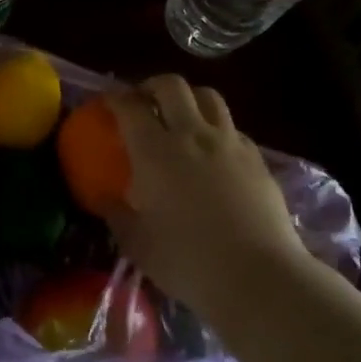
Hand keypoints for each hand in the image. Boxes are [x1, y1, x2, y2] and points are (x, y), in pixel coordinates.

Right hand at [99, 75, 307, 316]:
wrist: (257, 276)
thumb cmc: (186, 261)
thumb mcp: (137, 243)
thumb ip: (116, 214)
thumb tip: (103, 198)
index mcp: (155, 152)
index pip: (130, 107)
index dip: (115, 98)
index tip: (106, 101)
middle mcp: (192, 136)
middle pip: (172, 86)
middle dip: (151, 86)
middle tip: (142, 101)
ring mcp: (229, 144)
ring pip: (209, 97)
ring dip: (188, 98)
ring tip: (180, 116)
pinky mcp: (257, 158)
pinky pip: (232, 127)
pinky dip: (216, 127)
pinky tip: (212, 152)